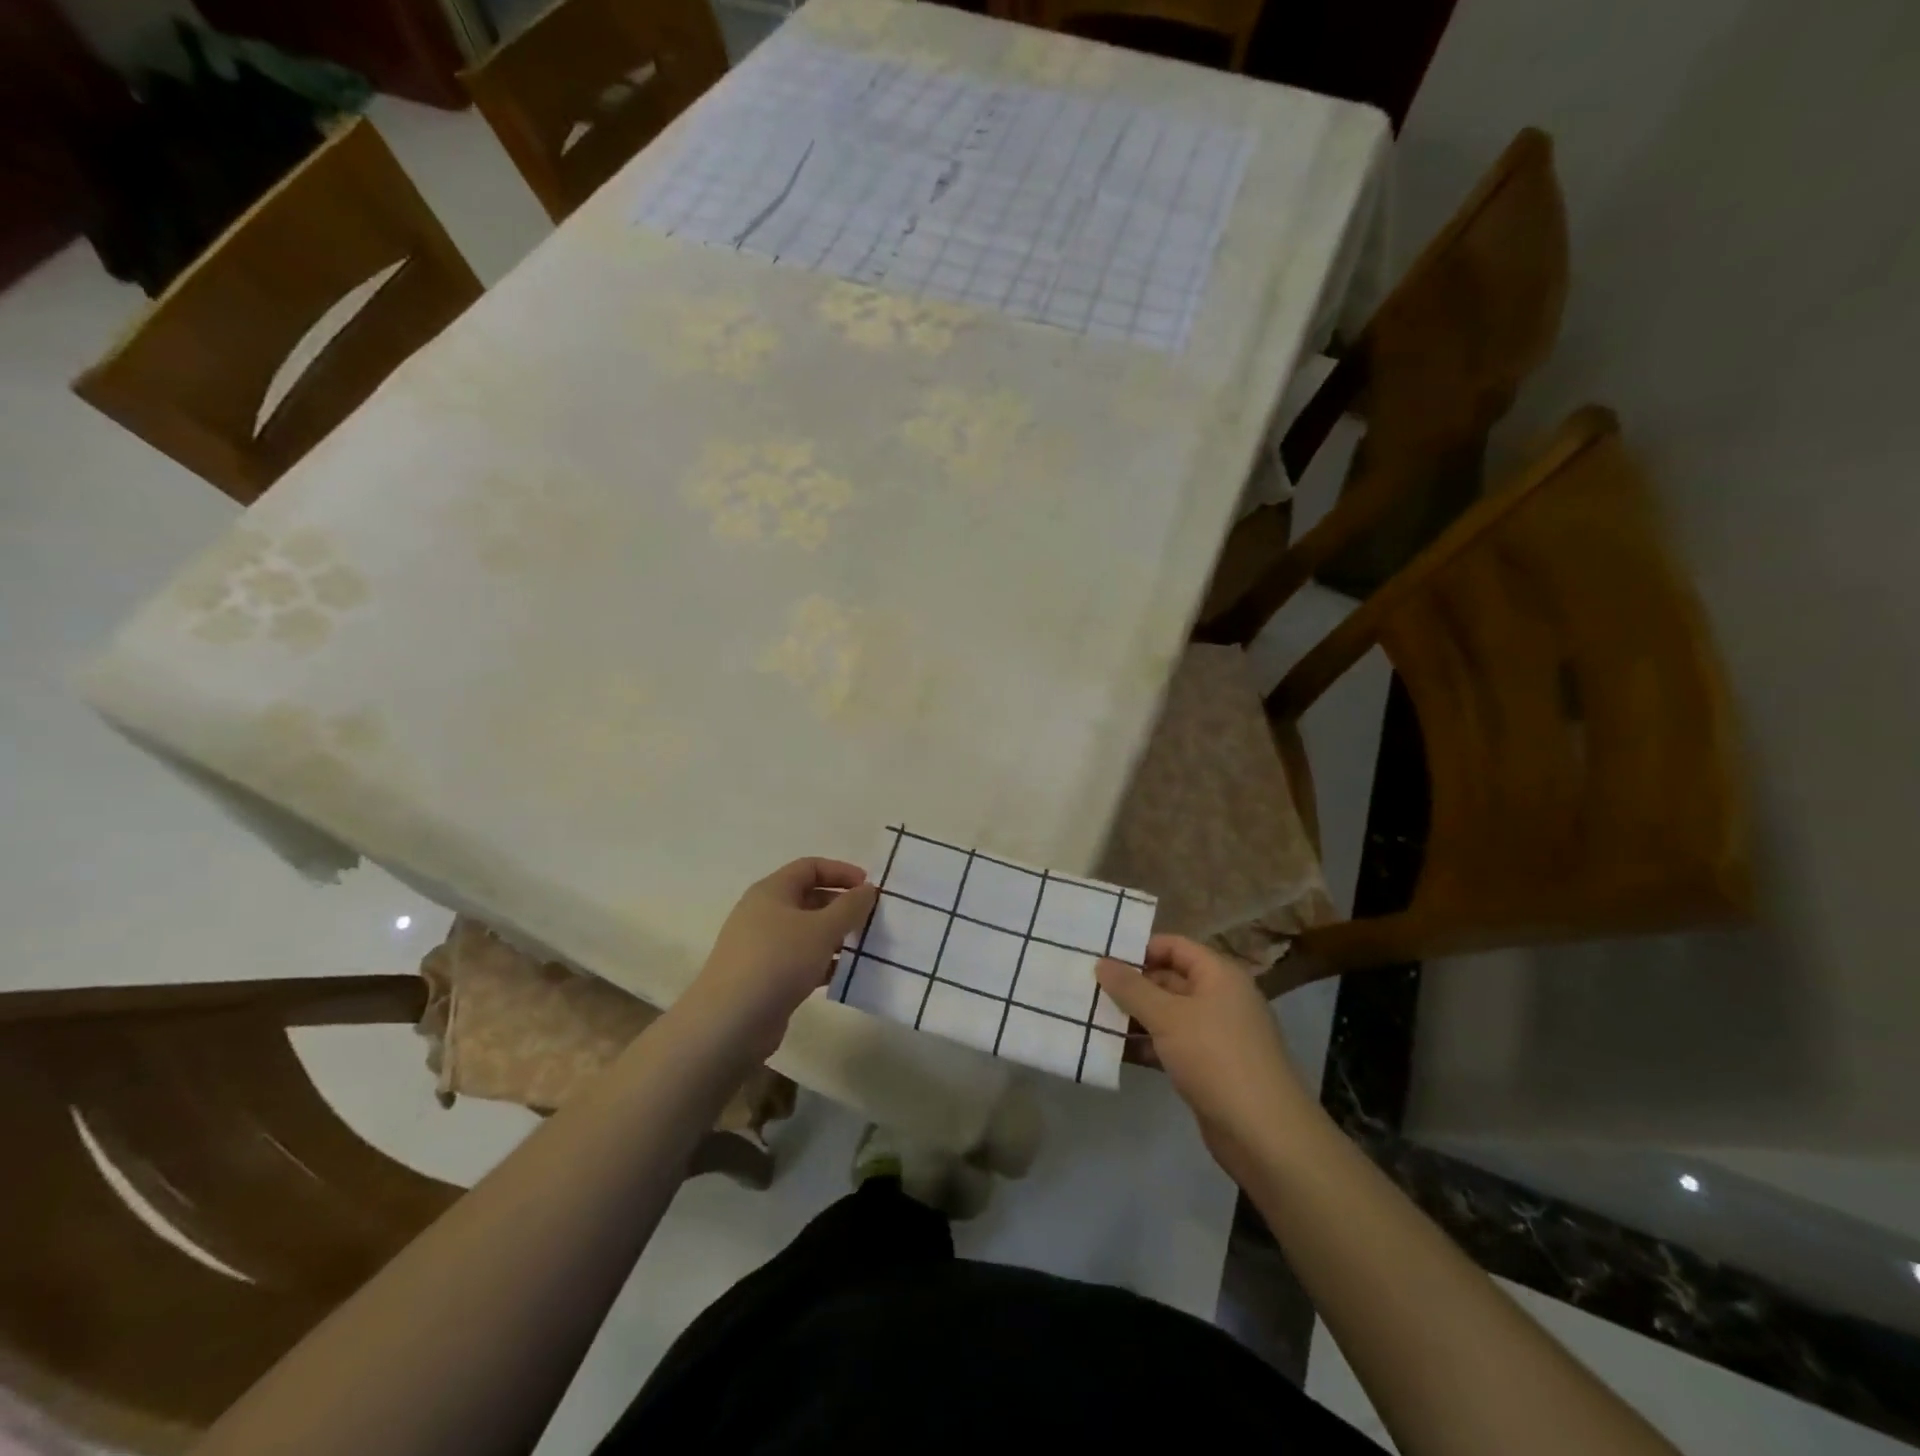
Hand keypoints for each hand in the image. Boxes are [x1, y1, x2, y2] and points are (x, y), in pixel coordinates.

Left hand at [685, 858, 878, 1060]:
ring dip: (835, 937)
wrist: (730, 1023)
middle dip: (842, 906)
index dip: (841, 872)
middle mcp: (763, 913)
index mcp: (772, 891)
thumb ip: (850, 906)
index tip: (869, 889)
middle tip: (871, 920)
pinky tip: (844, 975)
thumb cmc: (778, 961)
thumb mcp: (822, 929)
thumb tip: (868, 889)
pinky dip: (823, 963)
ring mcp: (762, 947)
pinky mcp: (765, 977)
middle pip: (809, 898)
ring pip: (806, 932)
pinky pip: (800, 960)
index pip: (810, 867)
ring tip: (863, 948)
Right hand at [1096, 936, 1312, 1178]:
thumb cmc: (1215, 1058)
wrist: (1264, 1134)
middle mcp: (1221, 998)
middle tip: (1090, 989)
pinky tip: (1115, 1052)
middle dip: (1132, 985)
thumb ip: (1131, 988)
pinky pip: (1172, 1044)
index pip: (1174, 946)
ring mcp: (1217, 1034)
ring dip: (1135, 1017)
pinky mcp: (1210, 1067)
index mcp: (1219, 975)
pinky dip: (1147, 1045)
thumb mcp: (1167, 1017)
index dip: (1140, 948)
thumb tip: (1102, 961)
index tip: (1103, 958)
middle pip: (1169, 979)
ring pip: (1168, 1014)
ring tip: (1094, 1018)